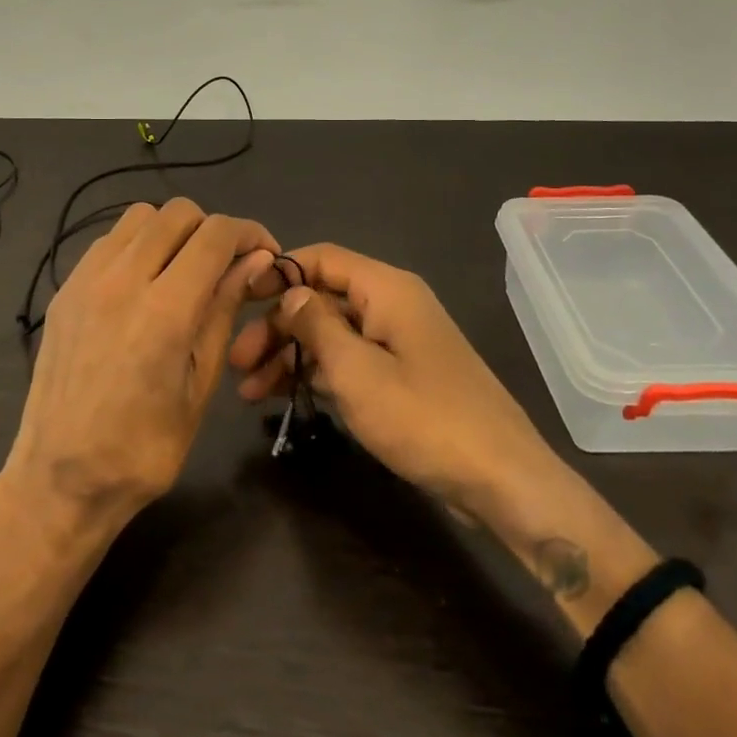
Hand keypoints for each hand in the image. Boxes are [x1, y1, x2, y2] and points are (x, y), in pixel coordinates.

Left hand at [3, 198, 276, 530]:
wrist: (60, 478)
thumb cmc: (144, 448)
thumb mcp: (200, 384)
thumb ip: (223, 311)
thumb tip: (254, 260)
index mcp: (164, 310)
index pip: (215, 234)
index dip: (250, 233)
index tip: (265, 254)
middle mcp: (121, 280)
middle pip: (176, 212)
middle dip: (211, 229)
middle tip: (225, 266)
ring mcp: (85, 281)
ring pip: (139, 217)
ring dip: (171, 232)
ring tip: (183, 271)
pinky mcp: (64, 290)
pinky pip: (108, 242)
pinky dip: (136, 246)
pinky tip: (144, 285)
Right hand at [230, 244, 552, 514]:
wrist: (500, 478)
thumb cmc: (422, 417)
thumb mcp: (356, 371)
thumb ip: (316, 325)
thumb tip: (290, 292)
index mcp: (386, 289)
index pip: (322, 258)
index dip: (278, 272)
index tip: (237, 299)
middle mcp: (391, 306)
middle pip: (322, 299)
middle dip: (276, 326)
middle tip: (236, 363)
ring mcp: (398, 342)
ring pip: (331, 334)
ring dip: (289, 356)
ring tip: (248, 392)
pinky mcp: (402, 376)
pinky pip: (349, 361)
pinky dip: (316, 374)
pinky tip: (282, 397)